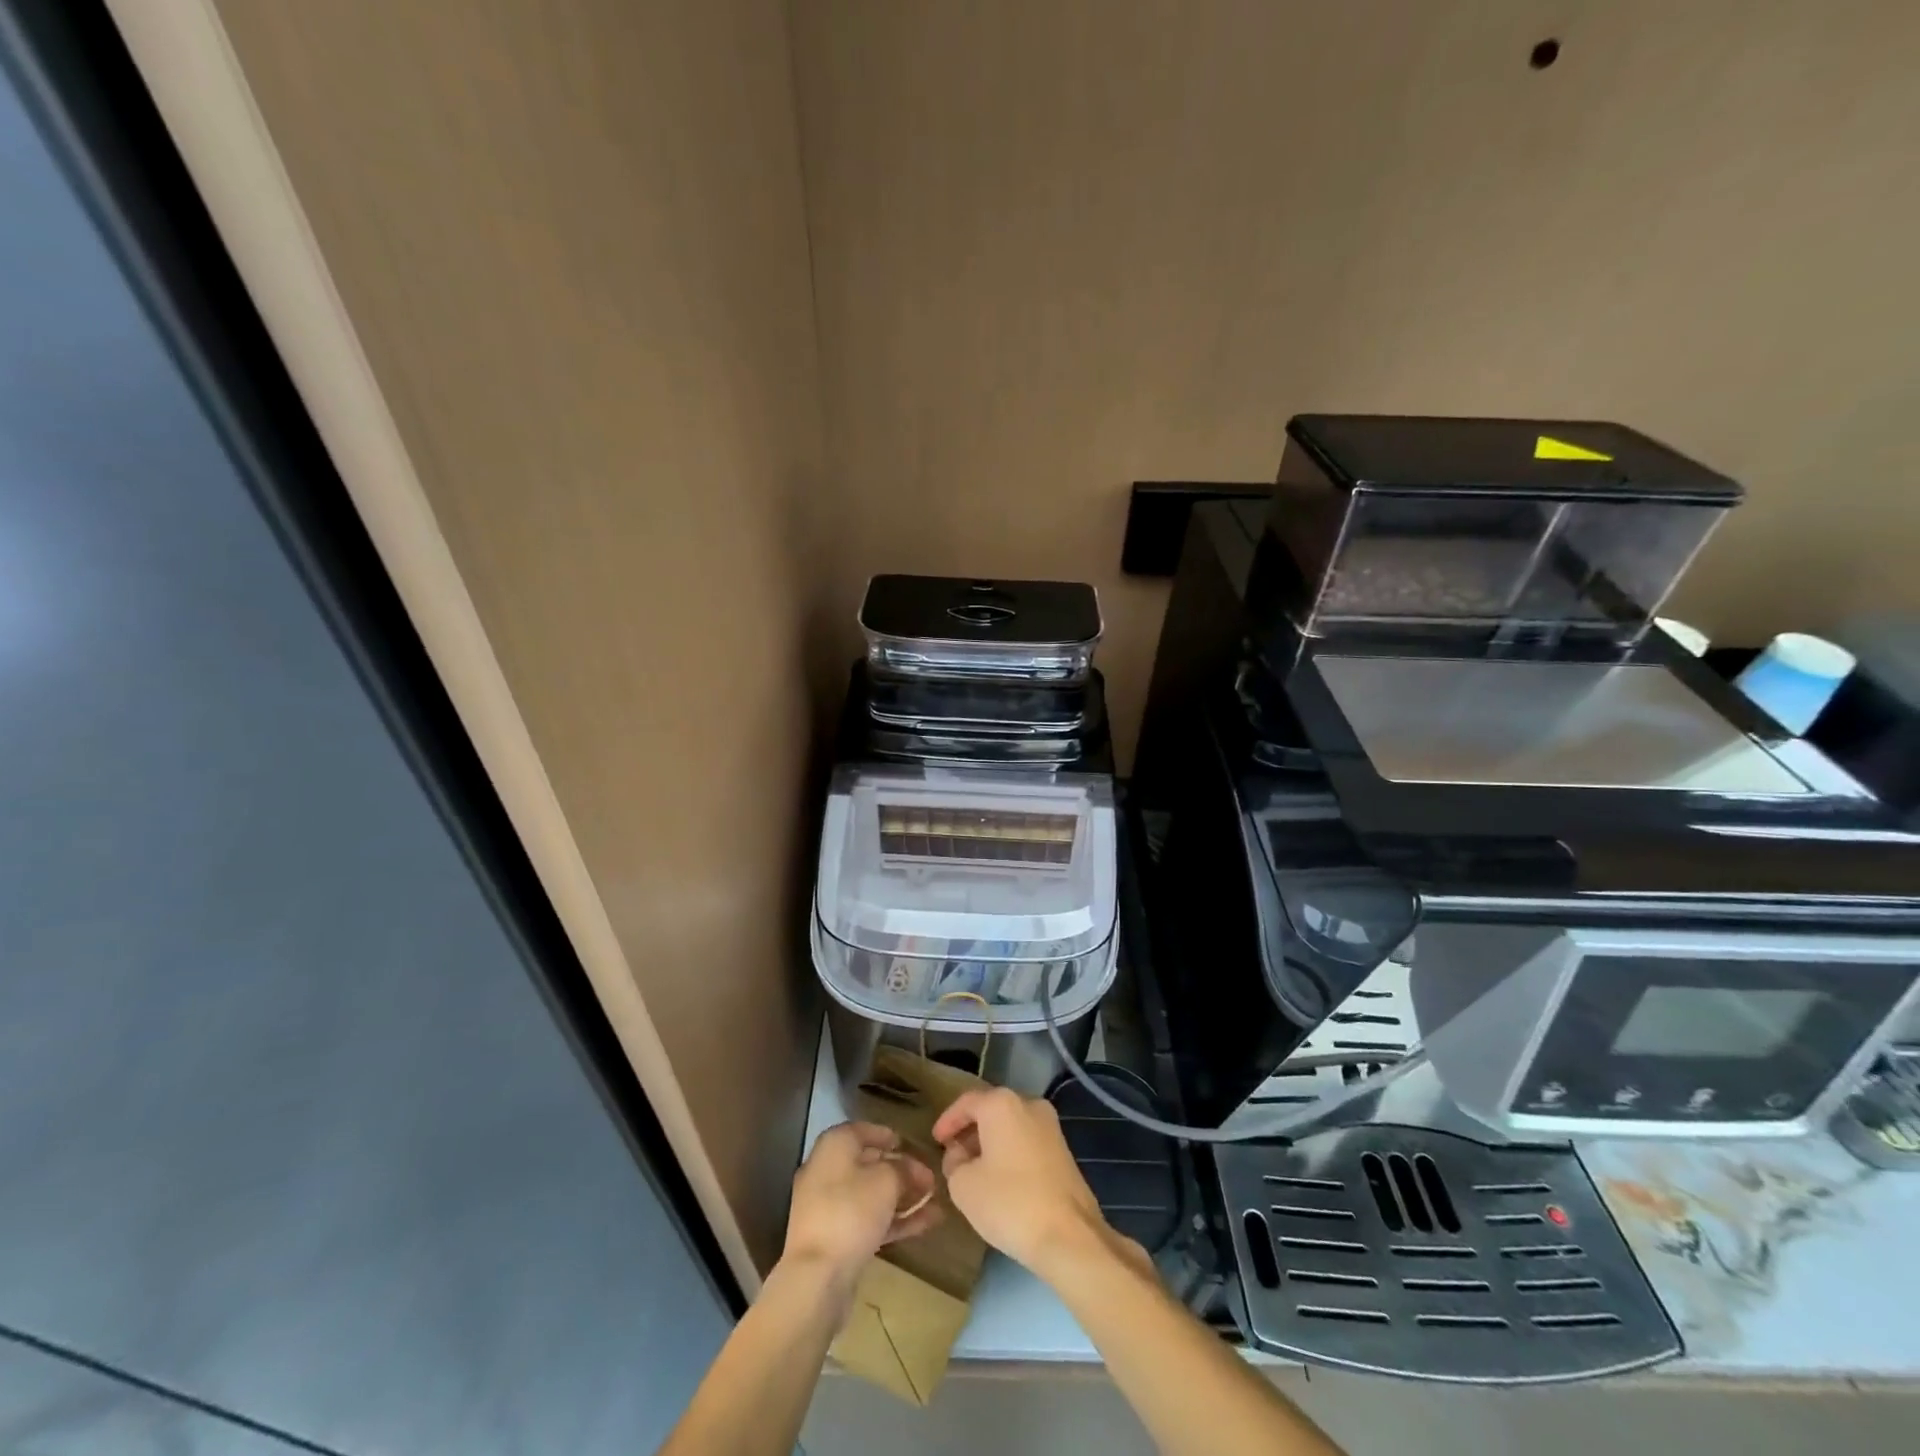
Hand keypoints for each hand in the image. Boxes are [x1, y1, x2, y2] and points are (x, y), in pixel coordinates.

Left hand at [781, 1121, 939, 1292]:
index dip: (889, 1136)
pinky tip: (926, 1223)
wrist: (816, 1277)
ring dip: (903, 1198)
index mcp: (834, 1146)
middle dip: (902, 1172)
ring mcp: (829, 1207)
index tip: (912, 1145)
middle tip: (930, 1179)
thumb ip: (904, 1169)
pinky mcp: (835, 1238)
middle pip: (869, 1165)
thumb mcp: (886, 1181)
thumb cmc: (851, 1211)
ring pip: (871, 1196)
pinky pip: (868, 1221)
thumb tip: (913, 1168)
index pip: (864, 1131)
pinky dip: (894, 1220)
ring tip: (935, 1202)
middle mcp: (827, 1171)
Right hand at [931, 1087, 1117, 1275]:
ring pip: (1011, 1126)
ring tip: (974, 1170)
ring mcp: (1051, 1126)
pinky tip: (1000, 1179)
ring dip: (990, 1143)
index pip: (966, 1102)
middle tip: (953, 1155)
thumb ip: (954, 1162)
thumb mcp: (963, 1185)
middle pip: (991, 1110)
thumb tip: (960, 1155)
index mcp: (1002, 1104)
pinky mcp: (1064, 1150)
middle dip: (970, 1131)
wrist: (1069, 1236)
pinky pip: (1027, 1141)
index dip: (947, 1121)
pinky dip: (1010, 1152)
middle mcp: (1029, 1104)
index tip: (935, 1141)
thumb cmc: (1009, 1202)